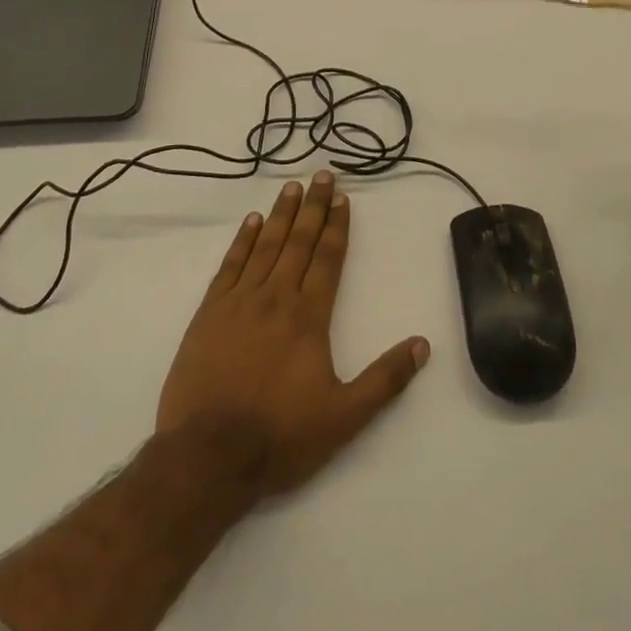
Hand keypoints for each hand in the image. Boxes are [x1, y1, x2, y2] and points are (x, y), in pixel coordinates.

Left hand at [156, 172, 429, 499]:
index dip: (337, 226)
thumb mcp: (344, 418)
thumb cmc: (280, 436)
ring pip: (266, 245)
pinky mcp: (209, 313)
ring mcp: (240, 301)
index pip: (327, 258)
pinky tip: (252, 222)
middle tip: (321, 174)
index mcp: (309, 316)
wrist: (207, 456)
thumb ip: (385, 379)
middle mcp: (276, 297)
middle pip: (299, 241)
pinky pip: (230, 265)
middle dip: (313, 206)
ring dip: (281, 214)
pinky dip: (242, 240)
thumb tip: (422, 345)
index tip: (342, 198)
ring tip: (292, 187)